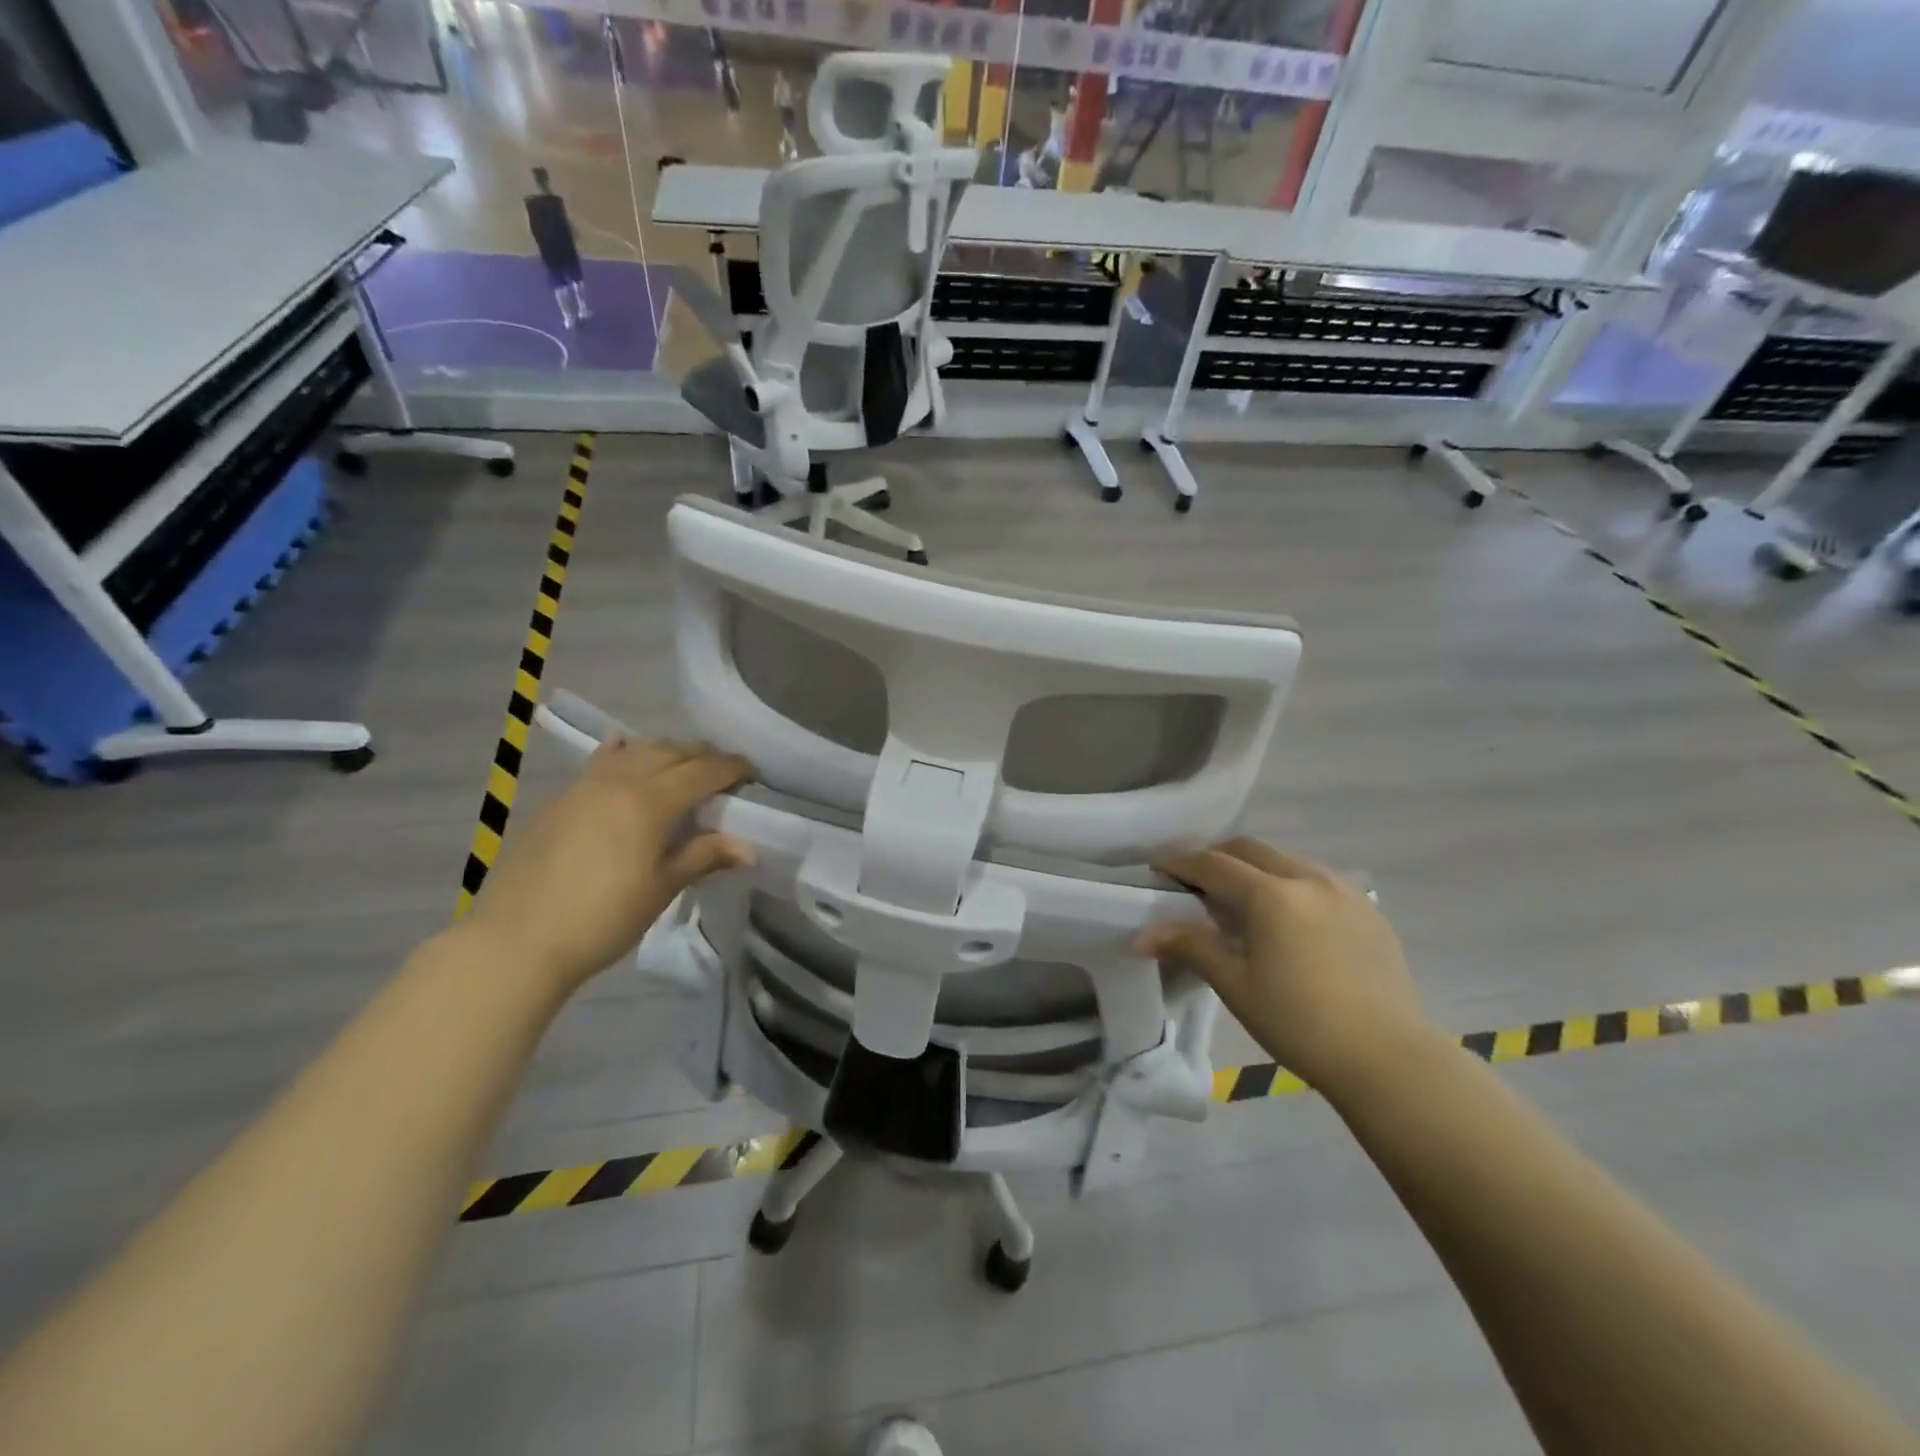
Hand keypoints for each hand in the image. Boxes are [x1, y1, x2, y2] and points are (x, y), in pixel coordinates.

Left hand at [464, 738, 753, 991]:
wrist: (515, 942)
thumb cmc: (601, 919)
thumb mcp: (661, 889)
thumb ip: (704, 856)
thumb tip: (750, 848)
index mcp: (649, 801)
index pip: (702, 771)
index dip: (732, 768)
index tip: (754, 774)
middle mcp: (619, 780)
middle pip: (671, 751)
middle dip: (704, 755)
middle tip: (725, 772)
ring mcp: (584, 785)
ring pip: (636, 750)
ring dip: (668, 751)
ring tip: (684, 768)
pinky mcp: (561, 798)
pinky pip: (602, 760)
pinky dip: (626, 753)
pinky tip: (627, 754)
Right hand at [1138, 838, 1429, 1098]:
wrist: (1388, 1059)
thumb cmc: (1300, 1024)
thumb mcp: (1236, 986)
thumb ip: (1191, 946)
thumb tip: (1142, 934)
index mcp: (1271, 895)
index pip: (1213, 863)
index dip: (1179, 861)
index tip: (1156, 865)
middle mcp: (1307, 879)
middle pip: (1249, 849)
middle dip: (1215, 856)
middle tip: (1193, 880)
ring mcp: (1343, 891)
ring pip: (1285, 858)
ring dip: (1254, 866)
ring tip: (1239, 896)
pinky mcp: (1368, 910)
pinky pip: (1316, 878)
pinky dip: (1288, 881)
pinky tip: (1287, 915)